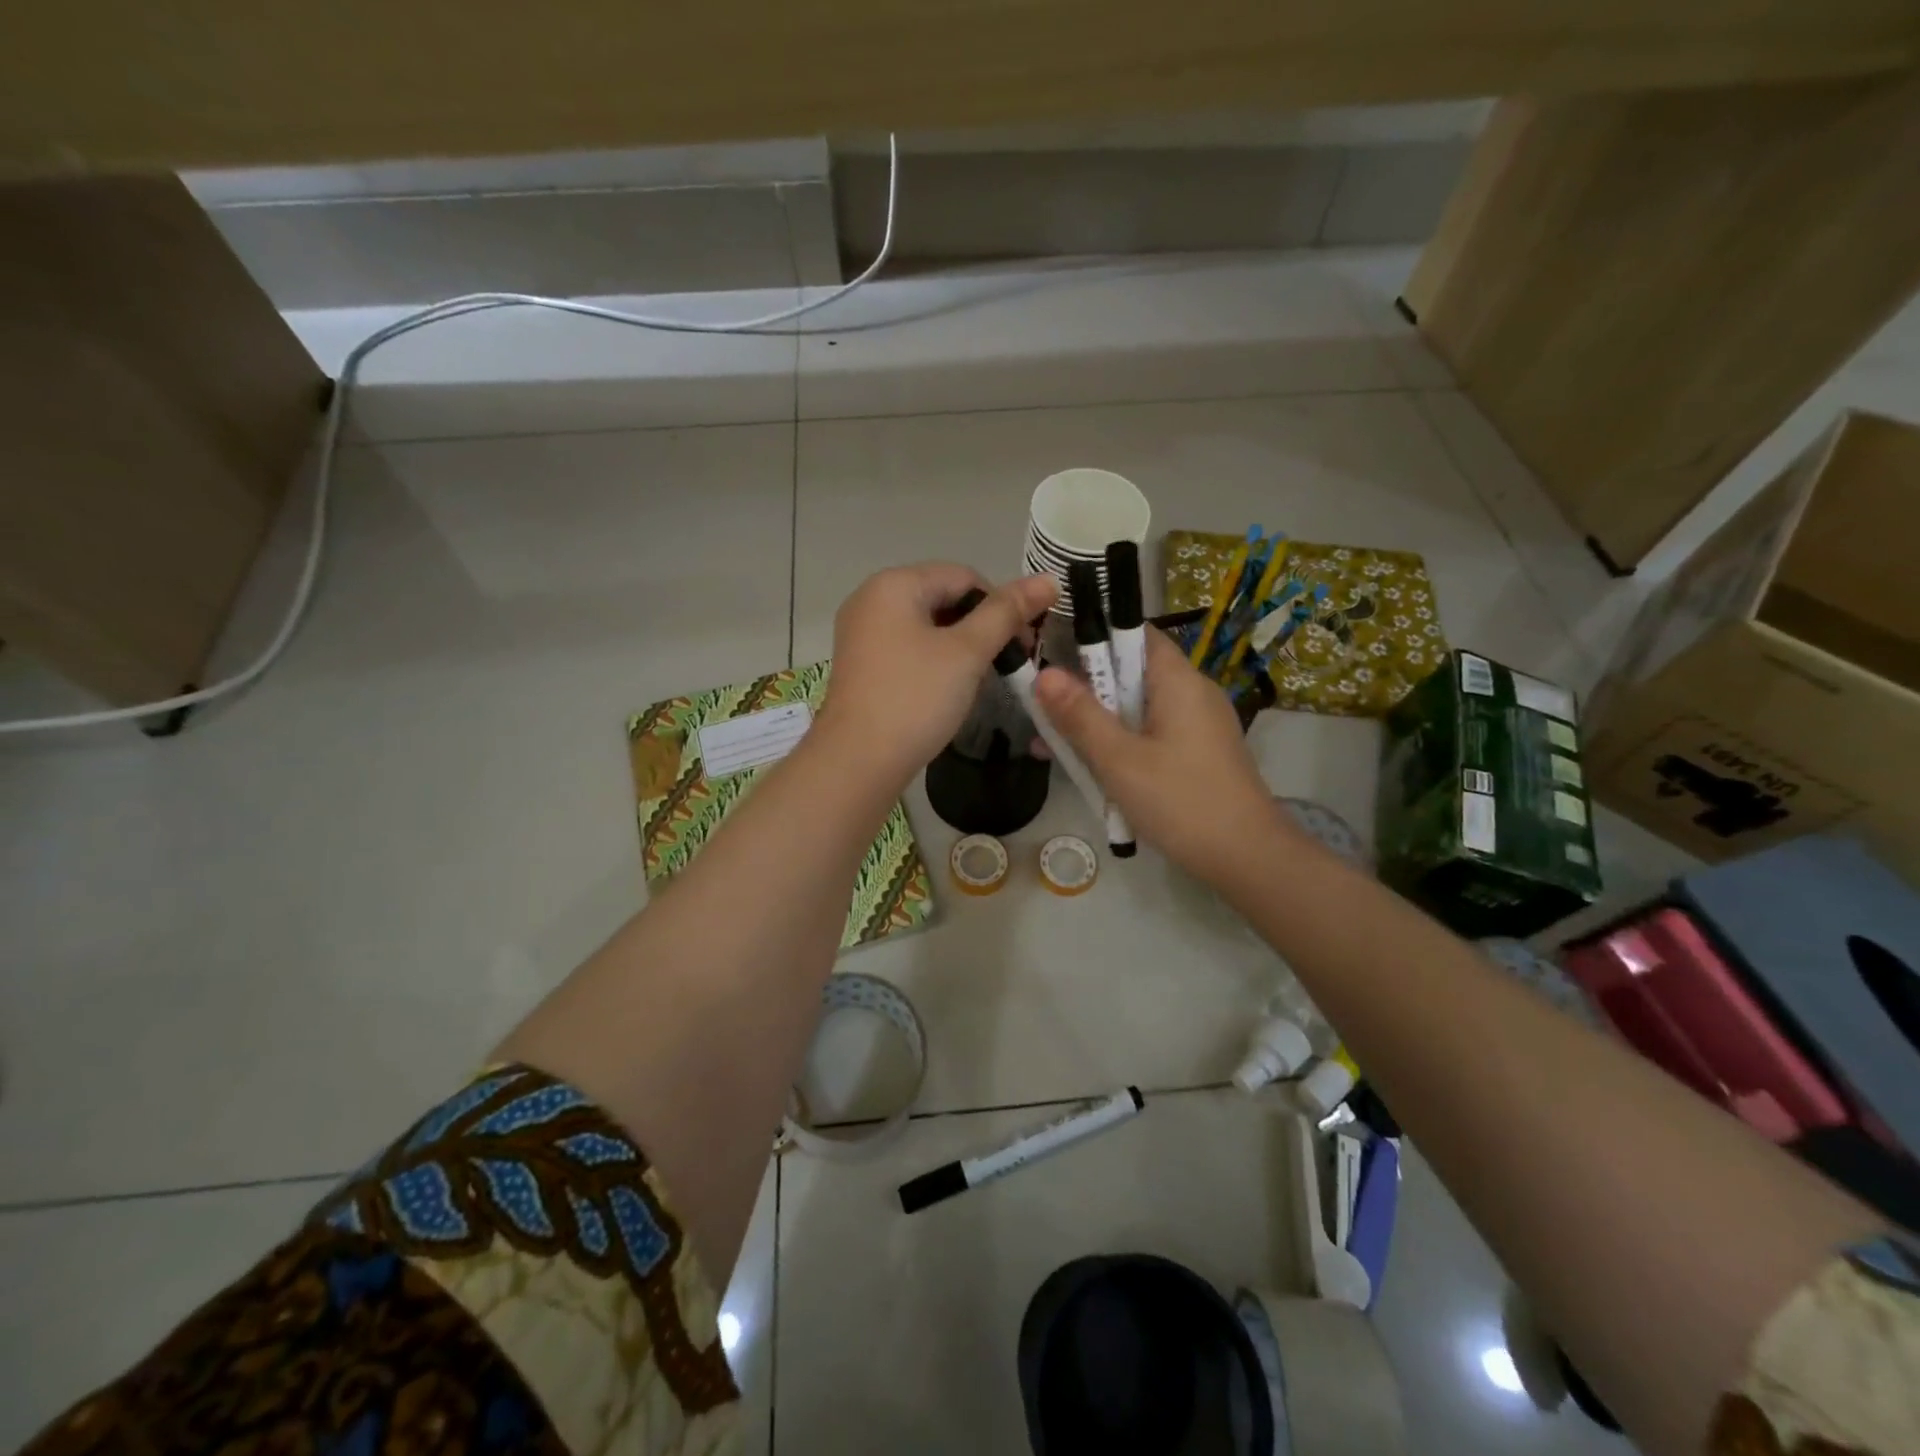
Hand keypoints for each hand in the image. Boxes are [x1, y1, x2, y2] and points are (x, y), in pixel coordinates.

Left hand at [818, 564, 1056, 789]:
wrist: (858, 762)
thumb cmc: (915, 698)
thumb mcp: (967, 652)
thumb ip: (1007, 613)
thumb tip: (1048, 579)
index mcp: (894, 584)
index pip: (964, 576)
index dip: (1001, 605)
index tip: (1023, 645)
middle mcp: (871, 599)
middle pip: (943, 598)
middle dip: (981, 626)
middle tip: (1006, 663)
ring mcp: (861, 634)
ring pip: (927, 626)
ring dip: (960, 646)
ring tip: (981, 678)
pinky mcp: (861, 665)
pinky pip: (908, 648)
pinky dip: (935, 661)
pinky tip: (949, 689)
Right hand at [1034, 627, 1298, 883]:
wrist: (1246, 859)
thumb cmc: (1180, 801)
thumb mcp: (1119, 759)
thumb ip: (1080, 716)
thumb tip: (1044, 673)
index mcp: (1178, 680)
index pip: (1135, 634)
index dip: (1094, 638)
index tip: (1054, 656)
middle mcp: (1192, 693)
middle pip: (1131, 673)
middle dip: (1086, 690)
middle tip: (1045, 711)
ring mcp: (1199, 725)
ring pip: (1137, 708)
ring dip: (1099, 723)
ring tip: (1055, 745)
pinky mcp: (1198, 753)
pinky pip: (1151, 734)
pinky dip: (1121, 744)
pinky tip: (1092, 771)